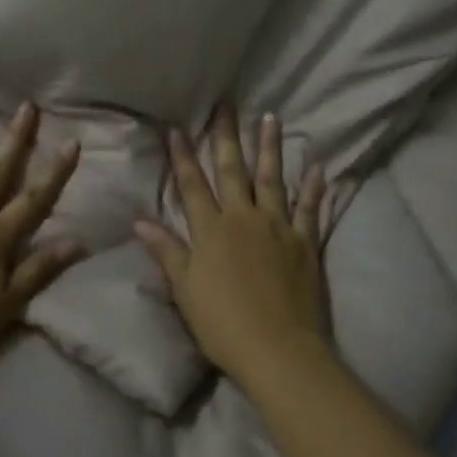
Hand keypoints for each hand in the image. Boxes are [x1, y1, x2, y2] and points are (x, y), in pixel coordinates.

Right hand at [134, 106, 328, 387]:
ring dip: (270, 148)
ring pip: (272, 180)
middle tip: (227, 106)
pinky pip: (310, 209)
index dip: (183, 156)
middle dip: (227, 137)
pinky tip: (318, 167)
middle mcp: (244, 219)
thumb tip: (139, 221)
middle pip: (233, 171)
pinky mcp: (305, 243)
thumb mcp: (185, 289)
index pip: (192, 185)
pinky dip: (314, 188)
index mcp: (211, 230)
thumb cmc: (223, 324)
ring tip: (271, 118)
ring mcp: (278, 228)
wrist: (278, 350)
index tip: (177, 128)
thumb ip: (166, 251)